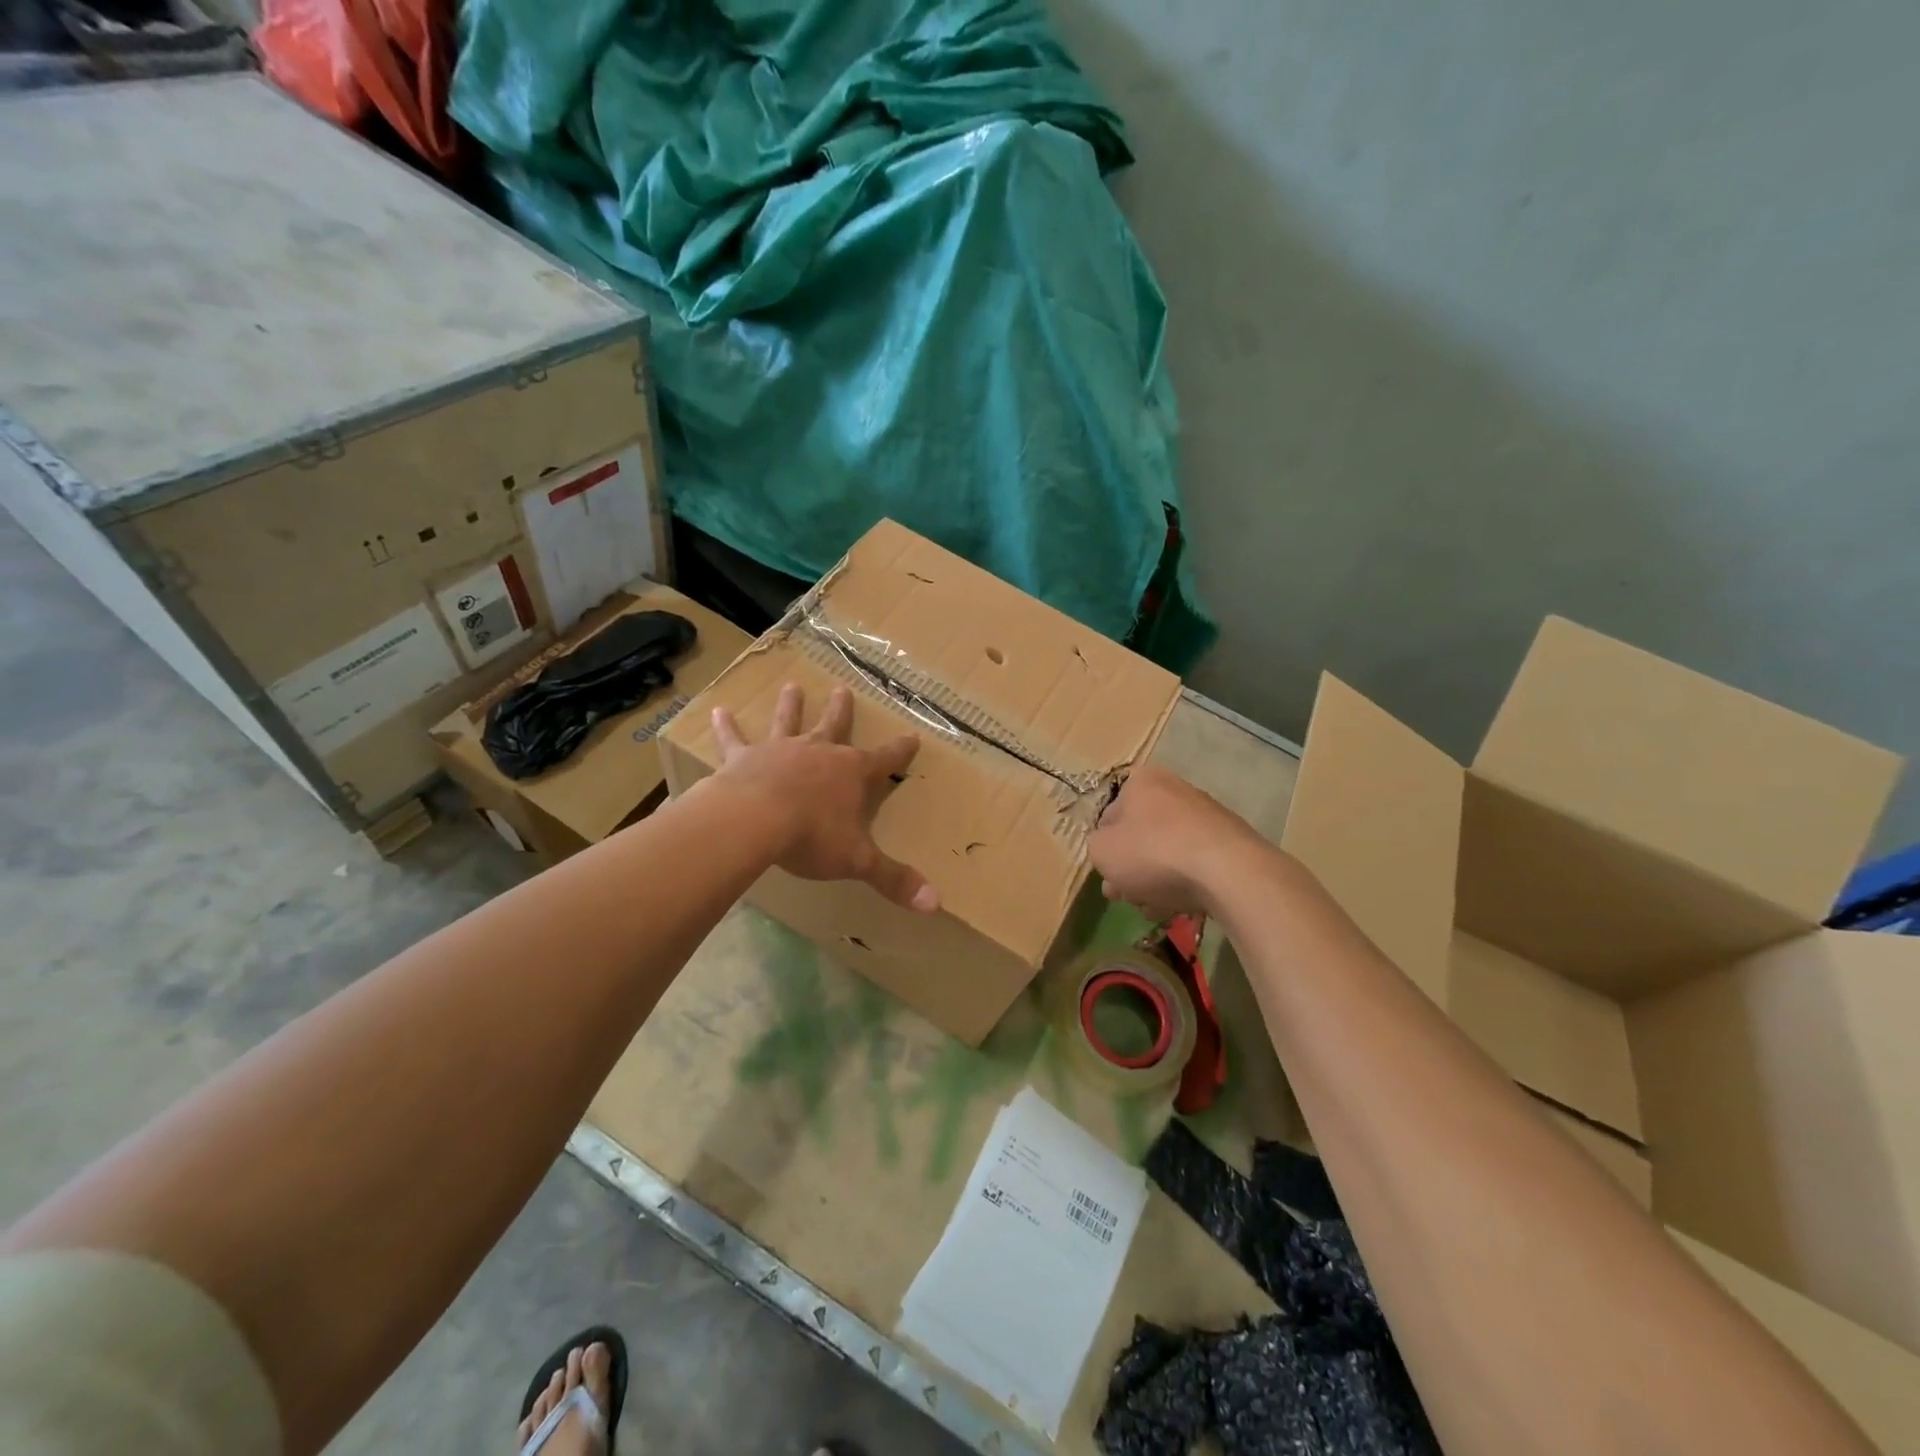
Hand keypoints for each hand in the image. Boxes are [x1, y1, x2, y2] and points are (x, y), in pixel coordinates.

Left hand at [709, 683, 939, 912]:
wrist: (755, 821)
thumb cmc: (812, 837)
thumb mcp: (858, 861)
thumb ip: (894, 879)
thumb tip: (936, 903)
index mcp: (851, 773)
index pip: (885, 759)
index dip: (900, 749)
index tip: (913, 735)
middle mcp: (819, 752)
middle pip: (834, 726)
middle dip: (841, 709)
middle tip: (842, 688)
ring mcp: (780, 751)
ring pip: (788, 722)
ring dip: (790, 705)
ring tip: (791, 686)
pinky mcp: (744, 758)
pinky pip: (734, 740)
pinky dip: (726, 727)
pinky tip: (718, 711)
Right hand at [1088, 764, 1262, 917]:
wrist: (1227, 872)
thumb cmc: (1152, 853)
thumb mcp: (1102, 851)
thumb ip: (1096, 847)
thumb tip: (1110, 849)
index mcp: (1142, 781)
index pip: (1110, 814)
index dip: (1105, 847)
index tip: (1107, 875)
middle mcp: (1175, 789)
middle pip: (1141, 834)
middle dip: (1131, 868)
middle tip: (1125, 895)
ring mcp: (1206, 815)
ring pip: (1167, 852)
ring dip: (1155, 880)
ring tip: (1152, 908)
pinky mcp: (1229, 842)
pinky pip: (1194, 863)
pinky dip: (1183, 882)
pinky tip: (1178, 906)